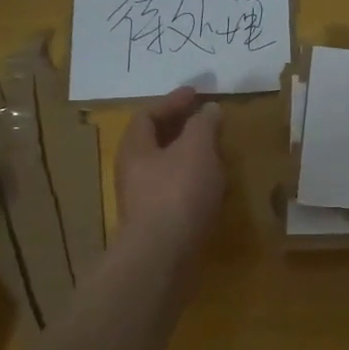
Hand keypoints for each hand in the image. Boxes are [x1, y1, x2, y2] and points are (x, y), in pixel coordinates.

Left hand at [115, 87, 225, 254]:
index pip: (148, 115)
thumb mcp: (197, 148)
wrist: (163, 256)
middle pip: (155, 142)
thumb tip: (209, 110)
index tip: (196, 93)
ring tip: (215, 152)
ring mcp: (143, 200)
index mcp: (135, 148)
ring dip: (189, 156)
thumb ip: (204, 124)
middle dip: (181, 128)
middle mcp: (133, 172)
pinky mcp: (158, 223)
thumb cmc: (177, 192)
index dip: (172, 101)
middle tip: (206, 120)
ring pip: (167, 168)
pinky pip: (175, 191)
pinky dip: (194, 181)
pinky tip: (213, 187)